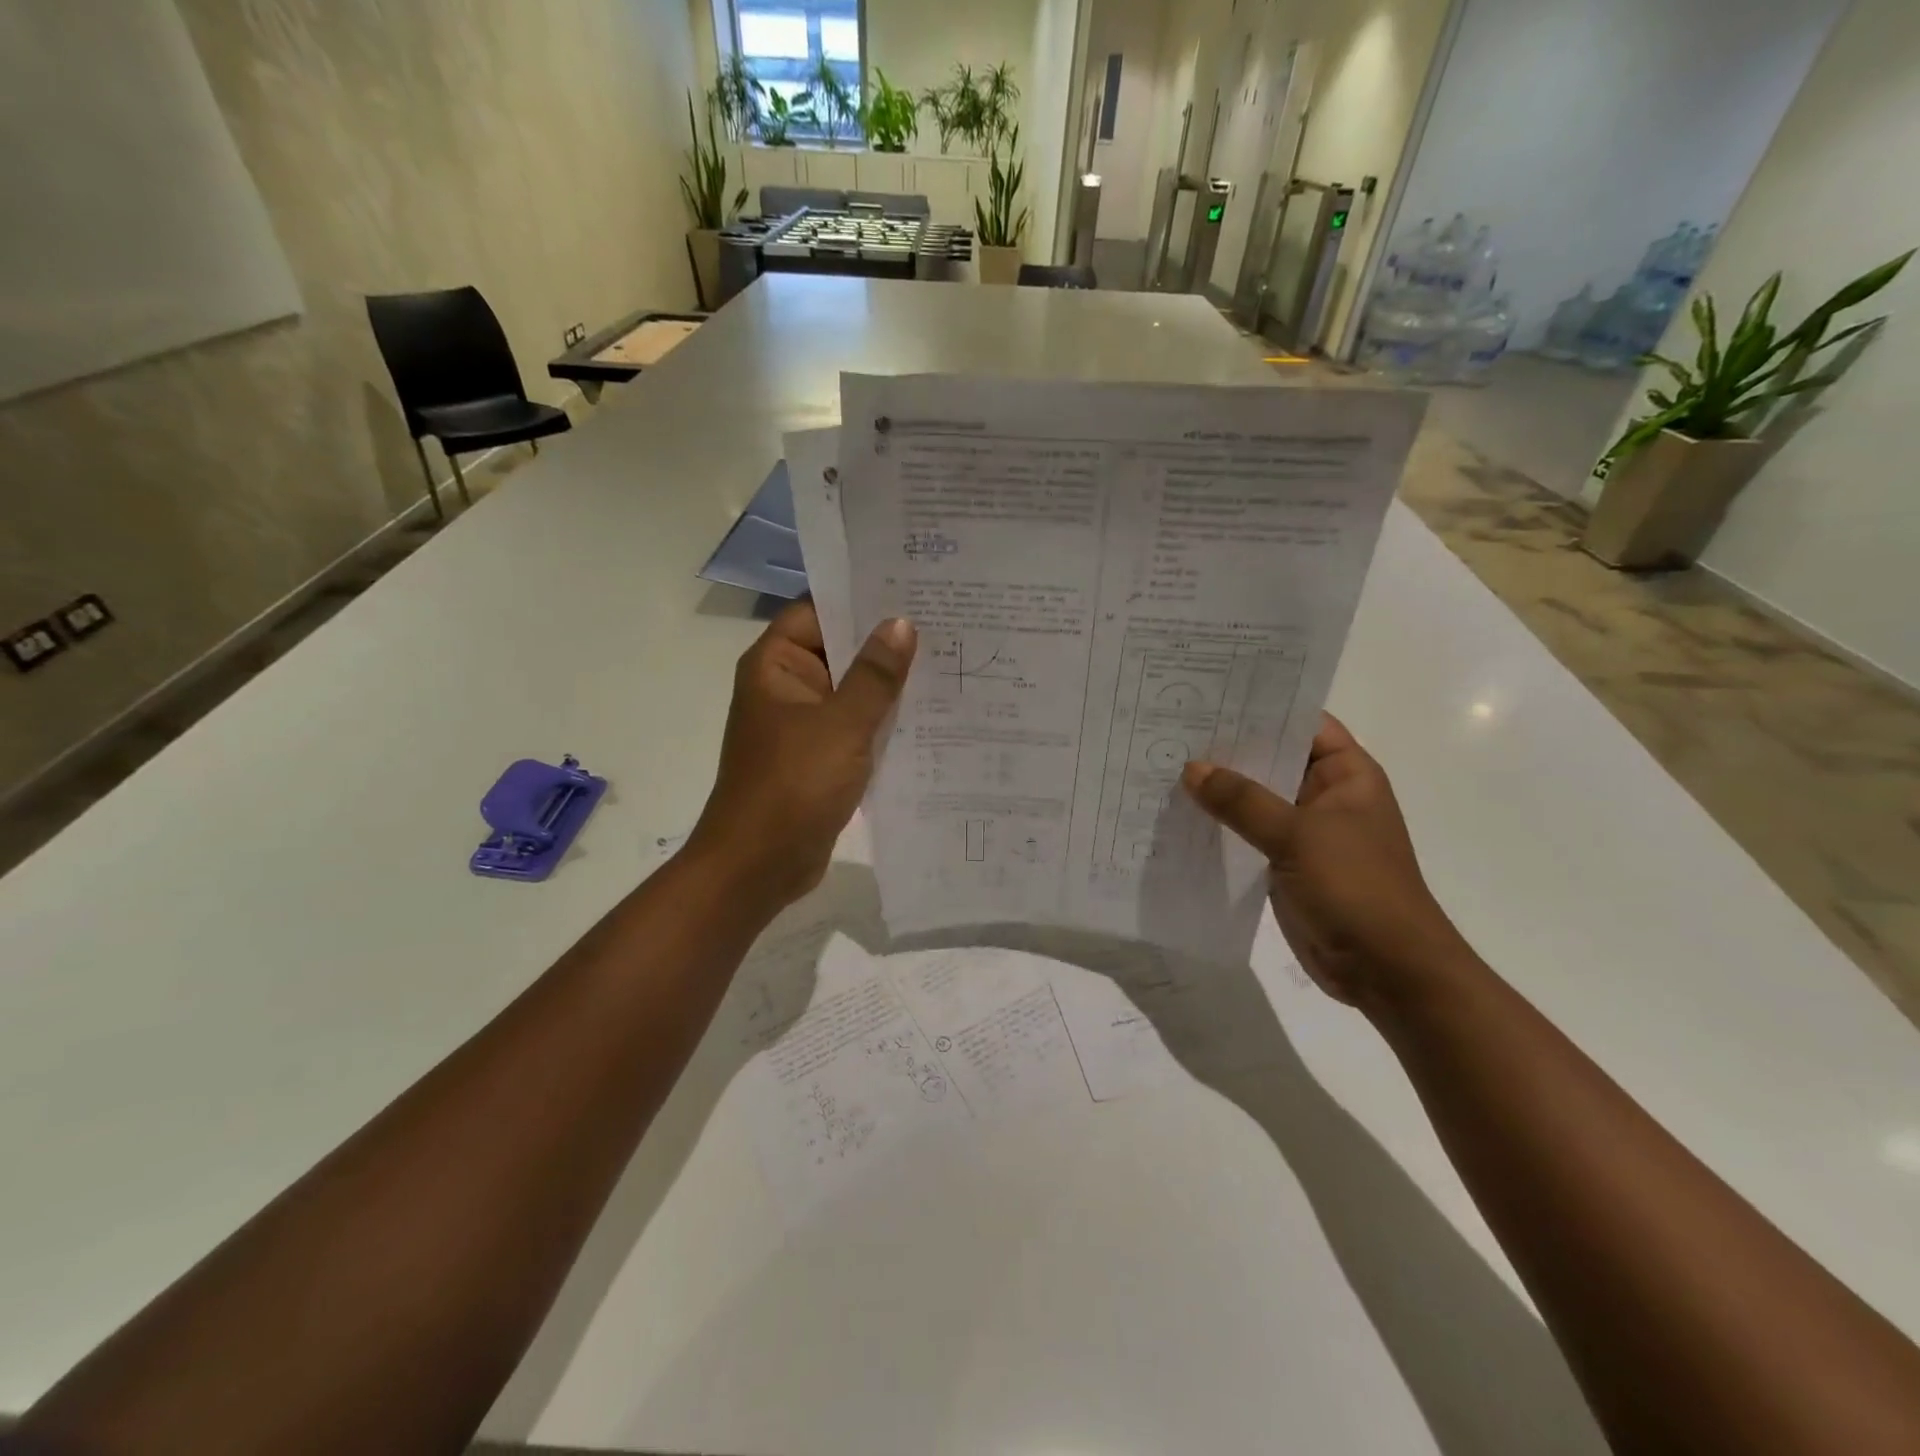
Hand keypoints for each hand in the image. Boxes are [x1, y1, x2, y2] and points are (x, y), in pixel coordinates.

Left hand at [687, 602, 915, 911]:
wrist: (759, 866)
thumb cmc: (793, 786)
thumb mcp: (842, 726)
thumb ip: (875, 675)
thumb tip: (901, 624)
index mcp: (777, 666)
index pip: (819, 610)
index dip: (861, 597)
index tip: (912, 587)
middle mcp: (787, 687)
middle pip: (838, 649)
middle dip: (885, 641)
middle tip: (945, 622)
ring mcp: (803, 724)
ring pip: (851, 690)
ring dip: (889, 684)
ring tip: (947, 661)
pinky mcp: (819, 757)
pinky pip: (855, 726)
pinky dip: (883, 720)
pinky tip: (929, 714)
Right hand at [1182, 714, 1468, 1008]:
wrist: (1386, 970)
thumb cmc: (1356, 887)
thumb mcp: (1297, 835)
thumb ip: (1242, 800)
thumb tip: (1191, 769)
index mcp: (1346, 774)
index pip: (1301, 723)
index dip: (1260, 706)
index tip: (1209, 694)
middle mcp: (1326, 795)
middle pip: (1272, 759)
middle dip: (1228, 748)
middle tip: (1172, 727)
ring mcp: (1305, 831)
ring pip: (1256, 798)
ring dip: (1219, 789)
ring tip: (1164, 764)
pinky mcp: (1286, 864)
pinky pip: (1248, 833)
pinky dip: (1220, 825)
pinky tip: (1179, 815)